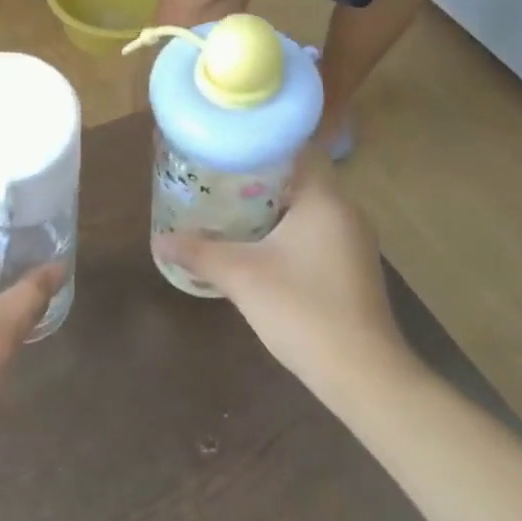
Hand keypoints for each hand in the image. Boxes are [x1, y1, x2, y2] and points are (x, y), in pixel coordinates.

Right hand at [155, 151, 418, 411]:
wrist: (362, 374)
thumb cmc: (302, 309)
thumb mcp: (241, 276)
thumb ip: (199, 253)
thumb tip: (159, 241)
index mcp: (325, 200)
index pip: (298, 149)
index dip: (261, 145)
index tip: (226, 151)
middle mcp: (346, 212)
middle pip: (299, 179)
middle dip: (258, 179)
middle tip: (216, 181)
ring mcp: (354, 242)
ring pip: (307, 210)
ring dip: (271, 209)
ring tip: (228, 212)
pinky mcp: (353, 268)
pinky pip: (316, 235)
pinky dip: (287, 234)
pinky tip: (258, 250)